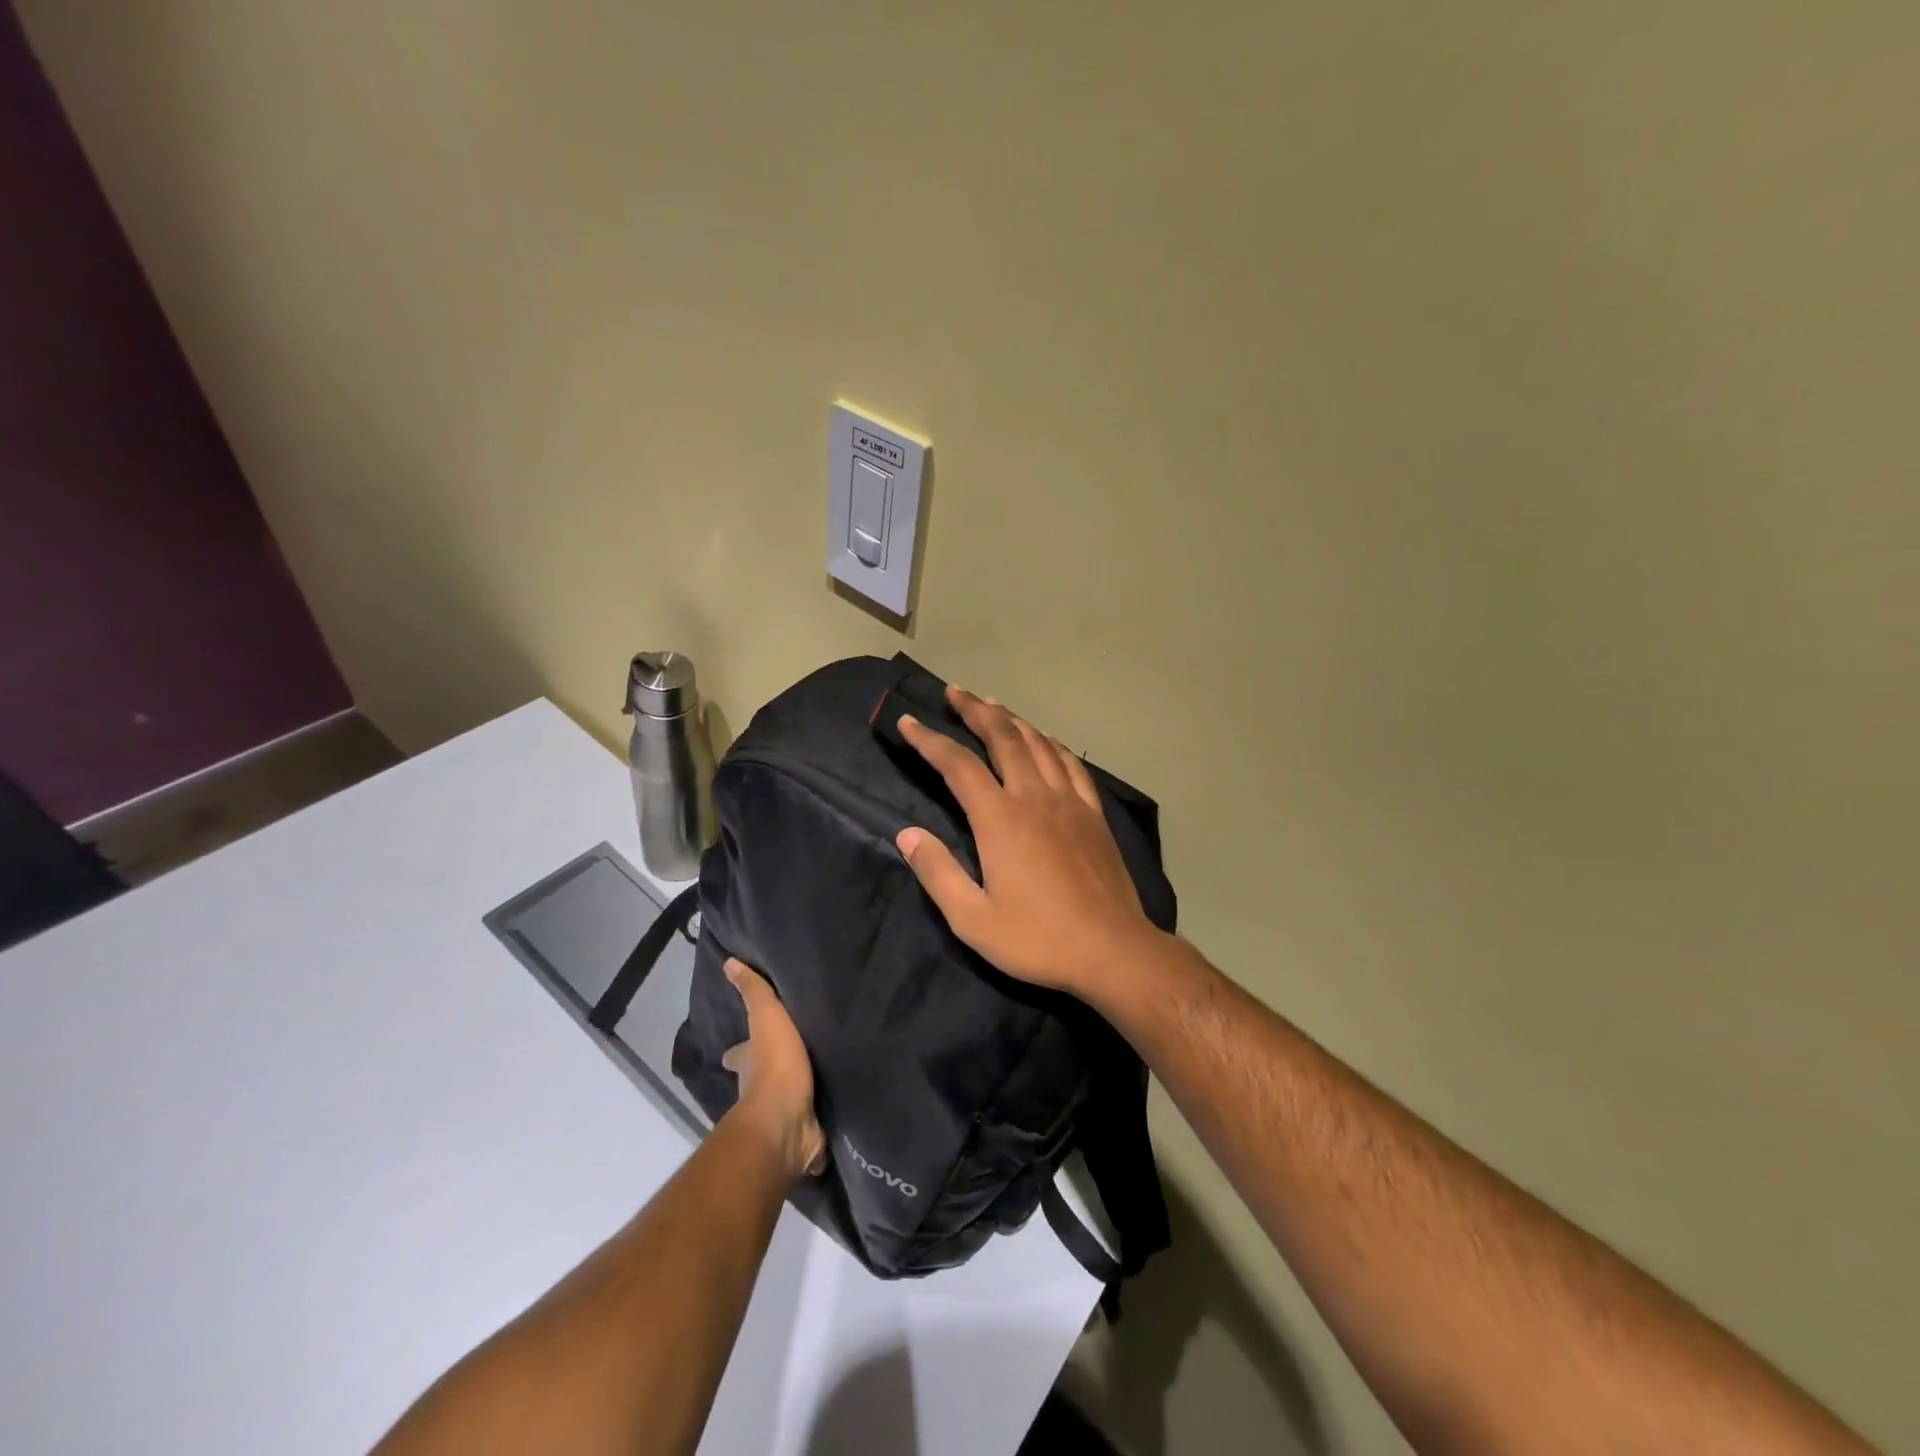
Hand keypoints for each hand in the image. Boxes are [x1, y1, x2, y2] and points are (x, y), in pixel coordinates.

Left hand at [721, 958, 825, 1181]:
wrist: (788, 1121)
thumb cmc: (774, 1066)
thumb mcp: (766, 1019)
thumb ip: (753, 992)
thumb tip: (728, 962)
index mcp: (747, 1063)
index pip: (737, 1053)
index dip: (738, 1050)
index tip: (739, 1046)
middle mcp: (758, 1089)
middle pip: (760, 1076)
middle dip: (768, 1069)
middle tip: (789, 1056)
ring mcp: (781, 1112)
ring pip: (787, 1096)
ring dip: (797, 1088)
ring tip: (820, 1073)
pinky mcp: (804, 1129)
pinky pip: (812, 1116)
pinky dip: (819, 1111)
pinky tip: (836, 1101)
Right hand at [895, 686, 1163, 996]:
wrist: (1112, 950)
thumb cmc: (1038, 938)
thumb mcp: (973, 919)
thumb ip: (937, 872)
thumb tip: (907, 834)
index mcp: (999, 819)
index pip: (957, 764)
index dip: (929, 739)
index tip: (908, 721)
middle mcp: (1034, 797)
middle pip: (1002, 738)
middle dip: (975, 710)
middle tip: (955, 692)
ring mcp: (1069, 801)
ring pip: (1037, 743)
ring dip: (1011, 719)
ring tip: (992, 704)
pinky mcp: (1093, 813)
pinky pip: (1070, 763)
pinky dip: (1052, 743)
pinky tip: (1045, 738)